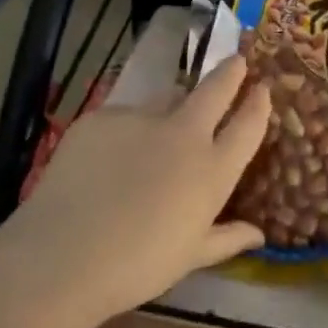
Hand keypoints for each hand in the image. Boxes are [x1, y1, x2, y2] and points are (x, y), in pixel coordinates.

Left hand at [7, 55, 269, 319]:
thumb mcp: (191, 257)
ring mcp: (141, 119)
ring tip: (157, 131)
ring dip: (172, 106)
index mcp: (212, 169)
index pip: (247, 125)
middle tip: (237, 61)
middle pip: (215, 89)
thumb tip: (259, 234)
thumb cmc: (138, 266)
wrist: (64, 255)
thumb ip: (227, 238)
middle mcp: (184, 134)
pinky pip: (123, 117)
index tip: (263, 89)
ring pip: (166, 100)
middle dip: (231, 72)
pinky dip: (126, 130)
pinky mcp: (102, 117)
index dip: (259, 104)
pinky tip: (108, 158)